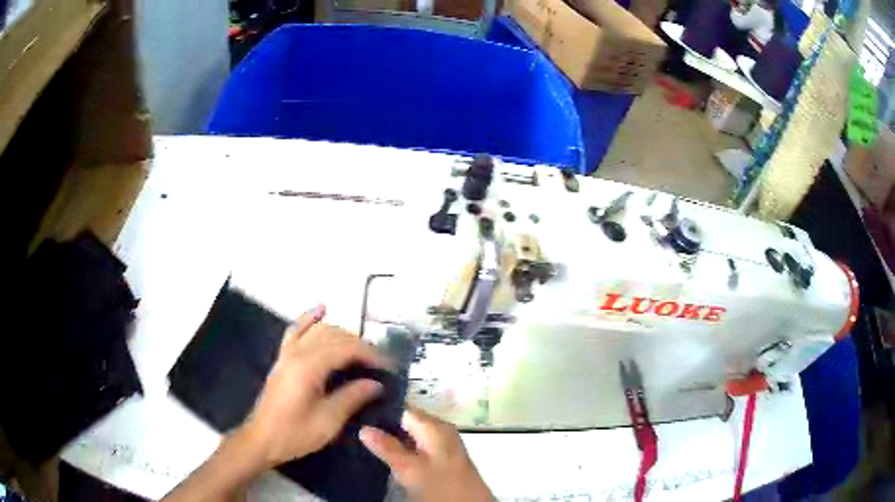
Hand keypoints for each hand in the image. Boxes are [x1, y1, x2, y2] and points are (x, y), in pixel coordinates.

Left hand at [240, 304, 387, 466]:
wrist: (262, 439)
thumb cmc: (295, 433)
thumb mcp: (328, 421)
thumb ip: (352, 397)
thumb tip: (376, 383)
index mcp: (308, 367)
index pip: (346, 348)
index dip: (370, 354)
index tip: (388, 367)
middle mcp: (297, 352)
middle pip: (334, 336)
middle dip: (360, 345)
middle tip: (379, 363)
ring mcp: (287, 353)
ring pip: (319, 330)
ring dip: (343, 334)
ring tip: (362, 349)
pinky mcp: (283, 357)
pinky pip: (296, 330)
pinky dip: (310, 318)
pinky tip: (322, 308)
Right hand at [359, 408, 492, 501]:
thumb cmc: (441, 486)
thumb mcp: (410, 468)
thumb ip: (387, 447)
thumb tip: (364, 427)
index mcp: (435, 426)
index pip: (402, 409)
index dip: (378, 412)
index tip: (356, 417)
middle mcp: (440, 431)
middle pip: (405, 422)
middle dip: (382, 427)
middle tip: (357, 432)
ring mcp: (441, 446)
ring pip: (409, 436)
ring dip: (390, 440)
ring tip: (363, 443)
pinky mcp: (440, 461)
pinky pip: (415, 448)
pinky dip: (401, 451)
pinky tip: (384, 457)